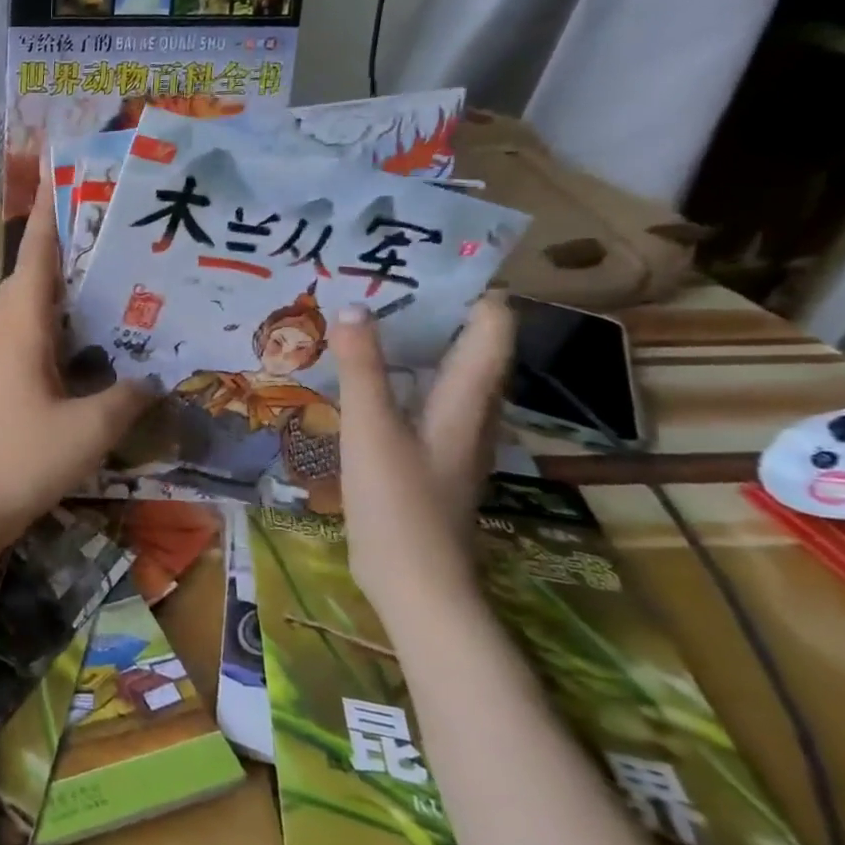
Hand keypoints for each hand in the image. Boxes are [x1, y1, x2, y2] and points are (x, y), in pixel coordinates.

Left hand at [0, 180, 154, 548]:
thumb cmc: (25, 457)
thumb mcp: (91, 428)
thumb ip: (128, 397)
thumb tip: (154, 376)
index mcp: (24, 325)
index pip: (39, 255)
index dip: (51, 213)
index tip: (64, 174)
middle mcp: (10, 330)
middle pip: (35, 271)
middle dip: (64, 240)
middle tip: (111, 221)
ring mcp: (4, 354)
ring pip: (34, 301)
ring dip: (64, 280)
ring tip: (110, 268)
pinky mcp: (7, 378)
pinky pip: (37, 330)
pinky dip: (63, 318)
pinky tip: (94, 334)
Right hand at [330, 295, 514, 626]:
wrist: (415, 583)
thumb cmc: (399, 502)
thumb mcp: (370, 428)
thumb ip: (361, 367)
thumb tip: (353, 306)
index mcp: (468, 397)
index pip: (491, 325)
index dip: (469, 289)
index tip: (422, 261)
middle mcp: (469, 411)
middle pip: (467, 345)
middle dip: (431, 310)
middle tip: (376, 283)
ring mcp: (449, 437)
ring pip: (441, 373)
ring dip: (410, 344)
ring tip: (362, 320)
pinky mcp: (427, 457)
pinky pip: (418, 399)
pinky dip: (395, 378)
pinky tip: (357, 378)